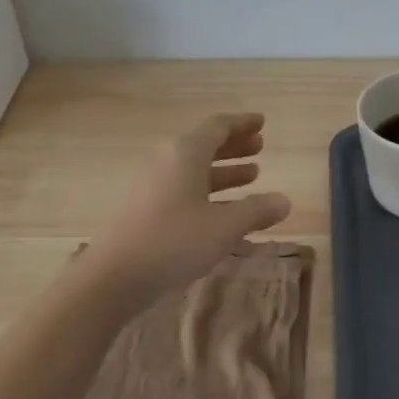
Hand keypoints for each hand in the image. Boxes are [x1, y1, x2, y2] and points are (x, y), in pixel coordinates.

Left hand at [81, 112, 291, 307]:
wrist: (114, 276)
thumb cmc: (174, 242)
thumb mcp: (224, 227)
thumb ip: (257, 210)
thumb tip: (284, 200)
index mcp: (185, 153)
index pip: (218, 126)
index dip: (242, 123)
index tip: (262, 122)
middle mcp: (167, 161)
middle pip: (205, 145)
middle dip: (234, 145)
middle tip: (260, 147)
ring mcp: (153, 185)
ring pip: (195, 169)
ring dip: (224, 170)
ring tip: (252, 175)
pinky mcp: (146, 208)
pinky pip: (184, 188)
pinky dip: (208, 191)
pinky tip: (225, 210)